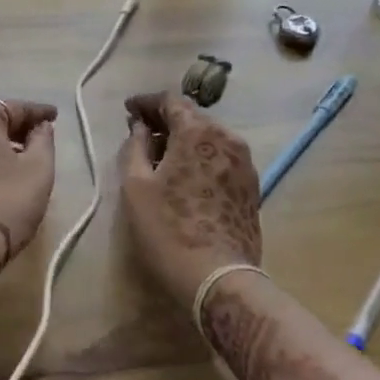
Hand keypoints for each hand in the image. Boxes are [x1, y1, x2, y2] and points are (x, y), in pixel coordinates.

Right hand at [119, 90, 261, 307]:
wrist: (220, 279)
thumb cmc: (169, 229)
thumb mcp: (135, 185)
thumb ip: (135, 146)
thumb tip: (141, 128)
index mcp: (198, 132)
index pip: (170, 100)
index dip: (146, 102)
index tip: (129, 111)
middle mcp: (228, 138)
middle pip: (192, 117)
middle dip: (165, 120)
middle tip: (141, 133)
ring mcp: (244, 163)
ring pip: (209, 138)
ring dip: (184, 139)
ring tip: (160, 156)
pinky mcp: (251, 186)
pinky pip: (220, 158)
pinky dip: (200, 157)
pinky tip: (184, 175)